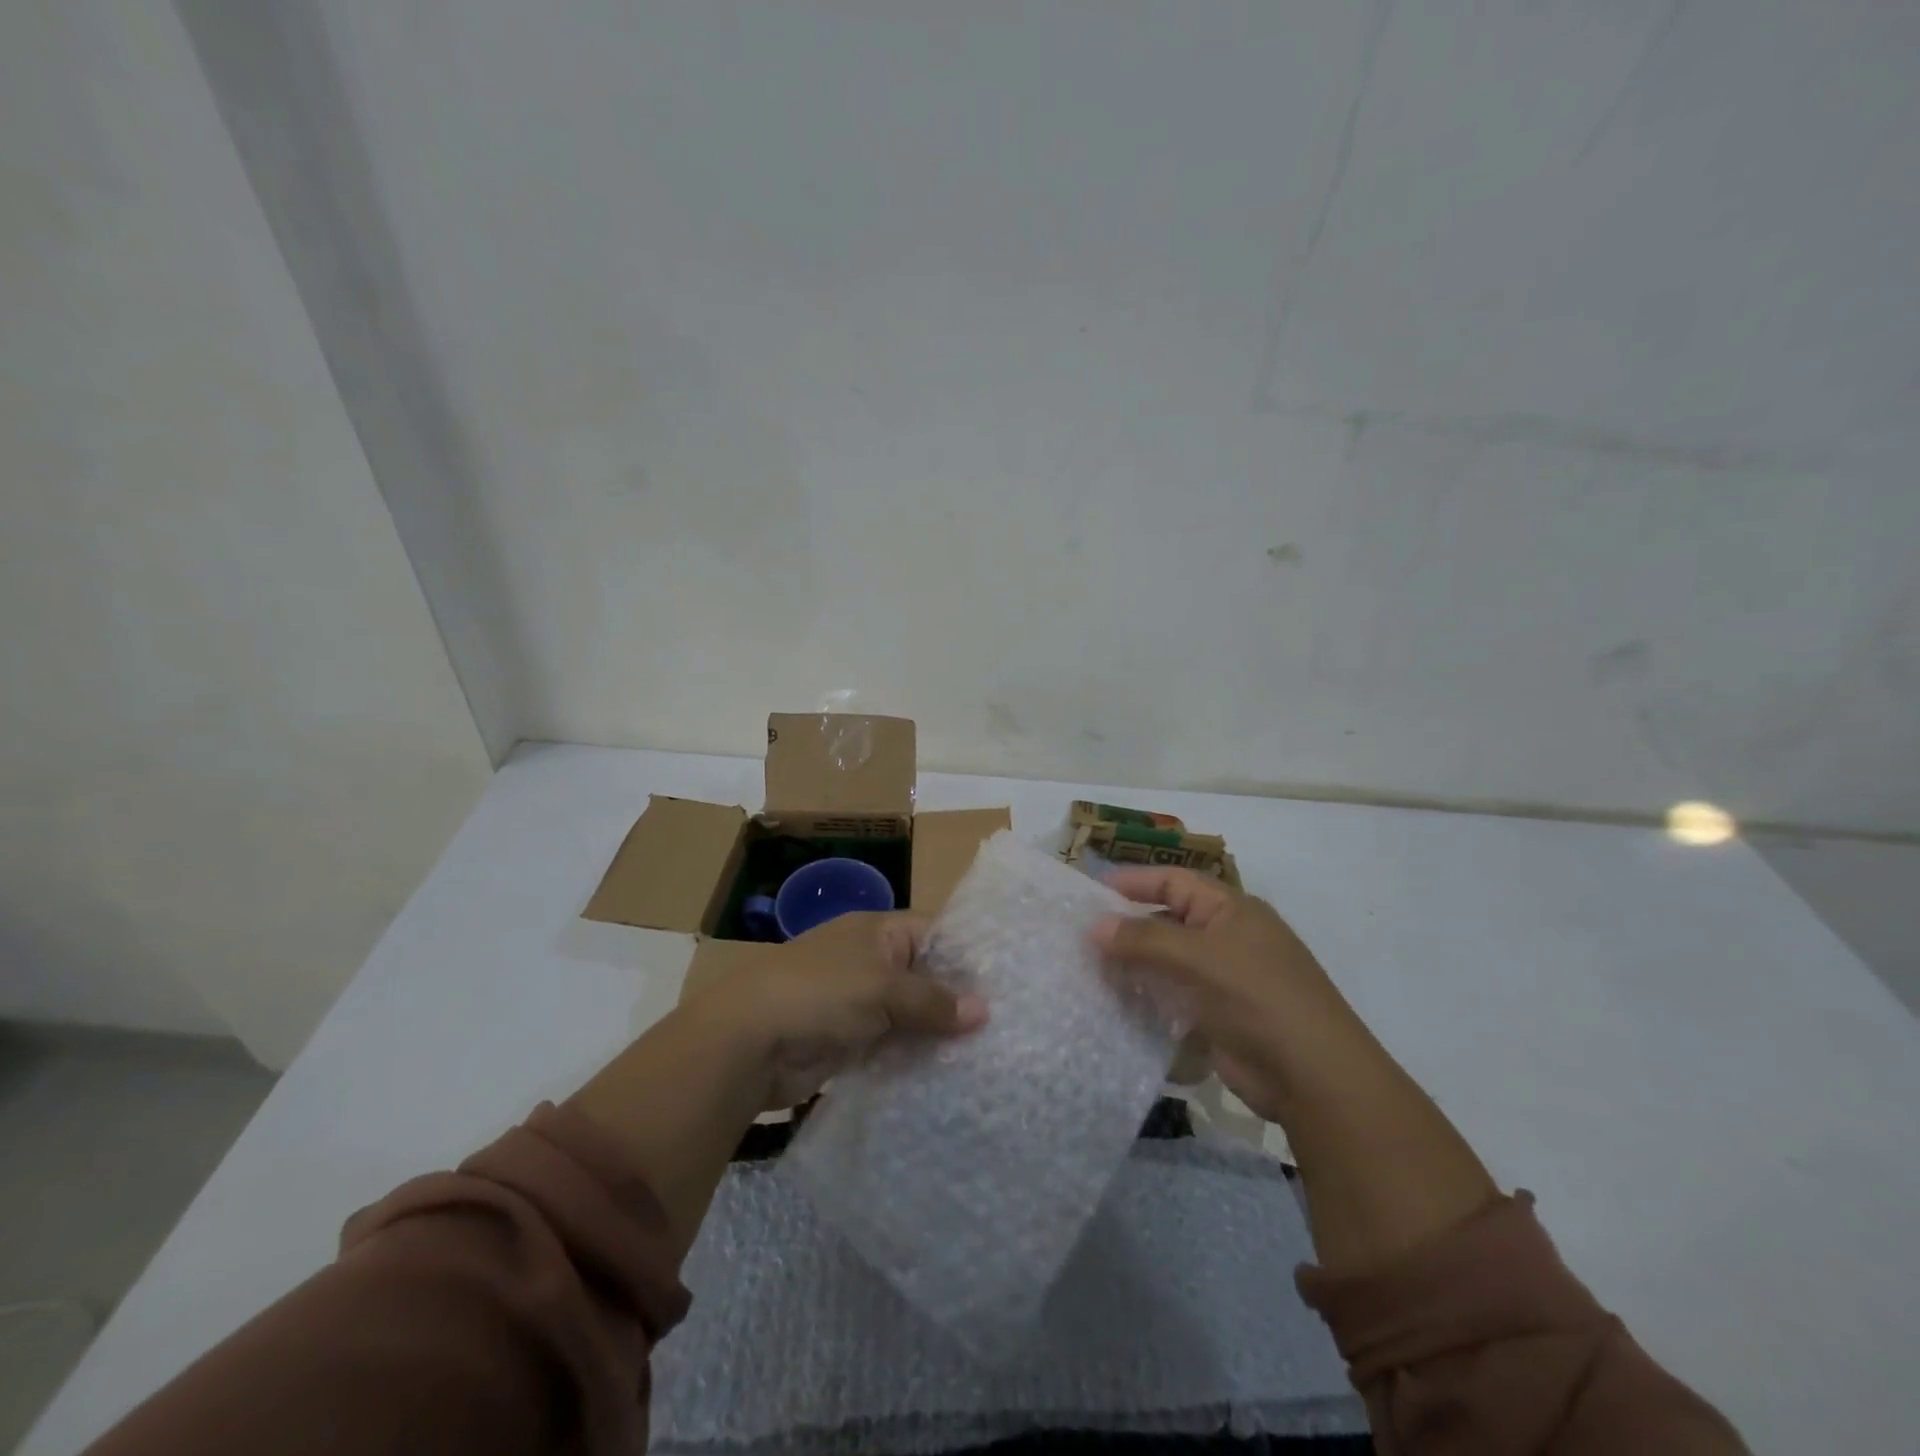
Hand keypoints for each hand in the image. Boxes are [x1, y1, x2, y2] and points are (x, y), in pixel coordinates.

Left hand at [689, 911, 987, 1108]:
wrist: (747, 1043)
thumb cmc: (820, 994)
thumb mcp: (883, 988)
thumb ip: (933, 1000)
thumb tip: (983, 1010)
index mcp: (876, 931)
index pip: (933, 933)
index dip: (966, 955)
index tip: (1006, 983)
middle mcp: (869, 961)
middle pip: (924, 976)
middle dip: (956, 1000)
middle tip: (1004, 1026)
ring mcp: (857, 1002)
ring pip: (909, 1014)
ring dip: (936, 1034)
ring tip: (986, 1055)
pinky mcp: (848, 1041)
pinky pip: (891, 1045)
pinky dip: (912, 1057)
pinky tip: (946, 1076)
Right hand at [1092, 868, 1359, 1121]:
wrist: (1313, 1078)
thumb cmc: (1258, 998)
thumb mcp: (1199, 958)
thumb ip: (1144, 939)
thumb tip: (1095, 925)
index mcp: (1231, 910)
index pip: (1174, 882)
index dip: (1134, 882)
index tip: (1090, 892)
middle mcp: (1227, 938)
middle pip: (1167, 921)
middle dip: (1128, 928)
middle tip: (1080, 936)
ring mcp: (1223, 980)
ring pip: (1167, 963)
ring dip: (1133, 966)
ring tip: (1089, 971)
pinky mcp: (1217, 1017)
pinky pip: (1173, 999)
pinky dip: (1147, 1000)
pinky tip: (1116, 1006)